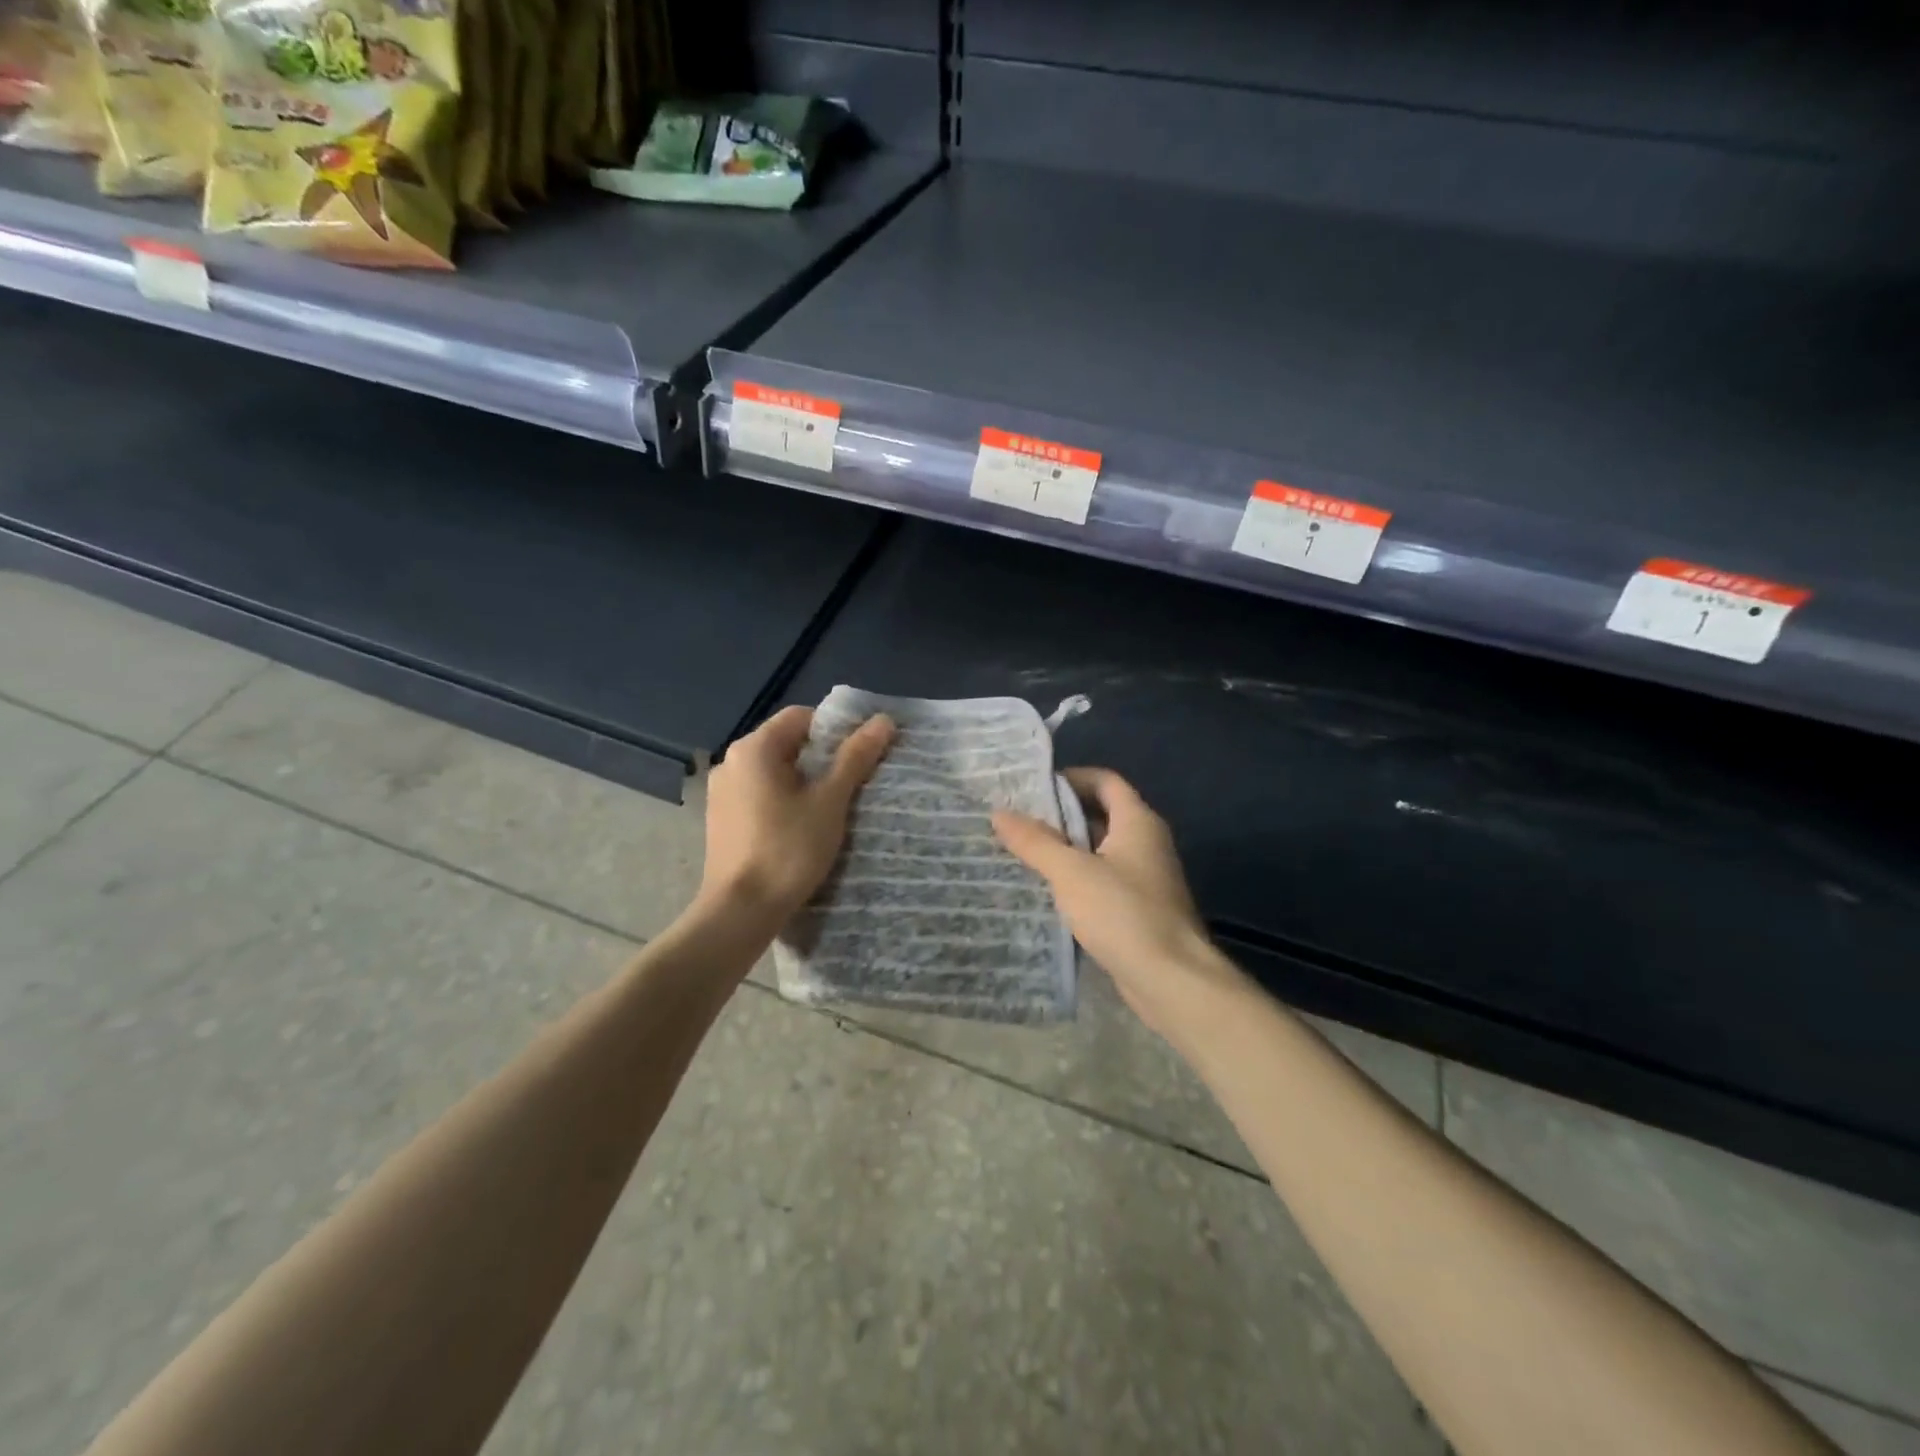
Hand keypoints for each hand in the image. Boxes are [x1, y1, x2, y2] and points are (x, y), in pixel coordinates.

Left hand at [699, 706, 894, 927]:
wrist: (740, 911)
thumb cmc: (788, 850)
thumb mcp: (830, 801)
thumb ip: (855, 757)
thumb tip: (884, 720)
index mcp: (754, 748)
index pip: (802, 717)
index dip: (836, 730)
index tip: (860, 756)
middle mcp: (731, 762)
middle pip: (787, 743)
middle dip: (822, 758)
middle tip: (853, 783)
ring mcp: (721, 792)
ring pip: (774, 772)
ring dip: (804, 781)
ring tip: (832, 808)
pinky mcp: (721, 819)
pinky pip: (759, 795)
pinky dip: (783, 801)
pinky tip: (801, 827)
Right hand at [993, 768, 1244, 1040]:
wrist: (1171, 979)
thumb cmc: (1123, 913)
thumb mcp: (1071, 872)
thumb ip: (1035, 841)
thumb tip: (999, 812)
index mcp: (1137, 821)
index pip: (1105, 781)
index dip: (1070, 778)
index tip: (1032, 788)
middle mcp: (1146, 842)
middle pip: (1101, 814)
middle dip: (1060, 816)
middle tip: (1017, 820)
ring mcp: (1146, 877)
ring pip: (1100, 850)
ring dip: (1066, 849)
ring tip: (1022, 852)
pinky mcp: (1140, 909)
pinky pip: (1103, 880)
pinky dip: (1077, 879)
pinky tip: (1047, 890)